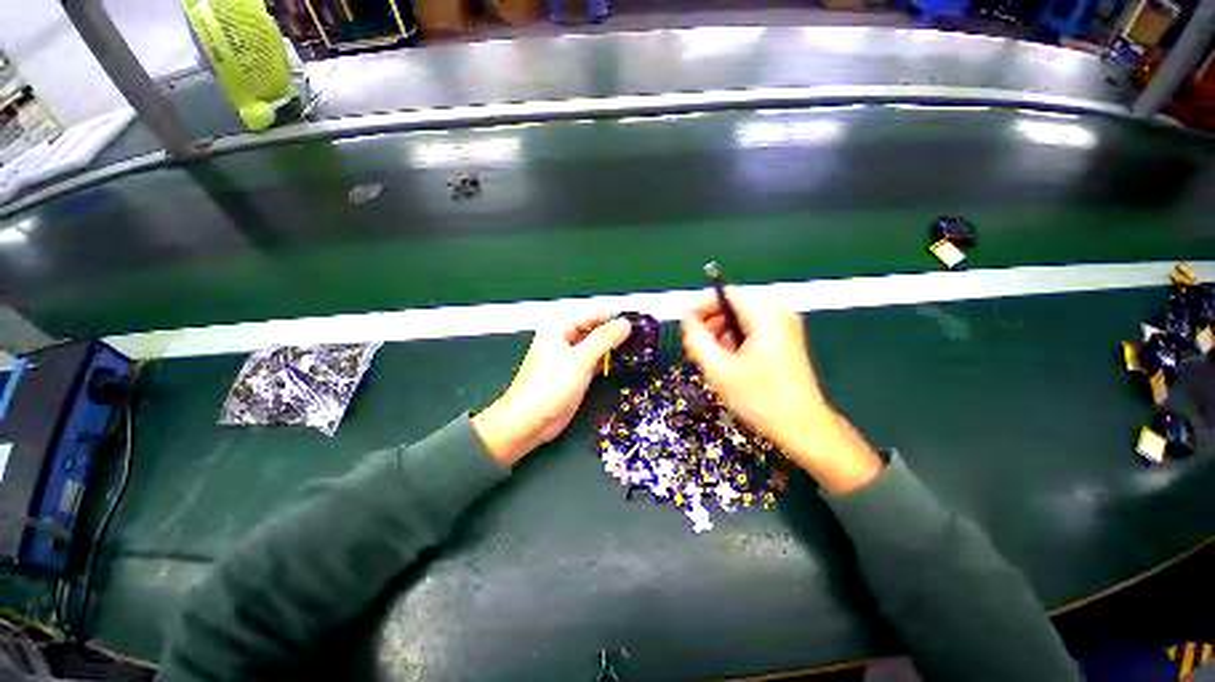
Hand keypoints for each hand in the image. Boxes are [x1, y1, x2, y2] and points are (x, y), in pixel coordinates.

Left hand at [473, 313, 631, 466]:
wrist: (529, 422)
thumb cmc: (549, 387)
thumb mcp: (580, 360)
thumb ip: (604, 339)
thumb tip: (625, 324)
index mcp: (559, 328)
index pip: (593, 314)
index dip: (615, 316)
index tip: (639, 319)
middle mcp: (564, 339)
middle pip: (594, 328)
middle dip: (616, 331)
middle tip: (642, 335)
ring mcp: (569, 357)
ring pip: (596, 345)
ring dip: (613, 346)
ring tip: (638, 346)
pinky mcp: (575, 373)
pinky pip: (594, 360)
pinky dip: (607, 360)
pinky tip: (623, 361)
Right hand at [681, 295, 882, 493]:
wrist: (803, 429)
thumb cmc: (760, 398)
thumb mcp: (718, 368)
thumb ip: (696, 338)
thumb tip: (687, 319)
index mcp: (765, 315)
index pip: (725, 295)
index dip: (700, 308)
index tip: (684, 327)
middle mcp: (778, 315)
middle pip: (732, 309)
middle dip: (710, 327)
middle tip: (695, 351)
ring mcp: (784, 329)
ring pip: (740, 323)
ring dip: (721, 338)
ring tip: (711, 363)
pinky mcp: (785, 343)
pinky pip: (751, 334)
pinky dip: (735, 345)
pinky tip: (729, 366)